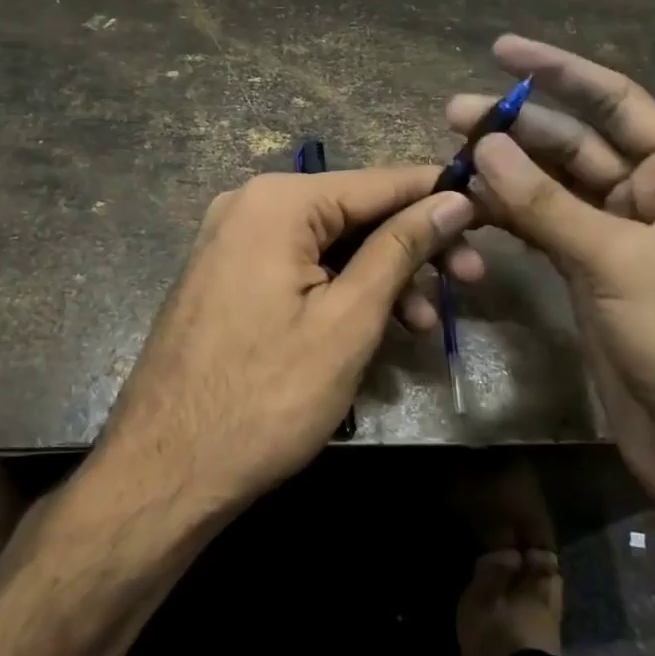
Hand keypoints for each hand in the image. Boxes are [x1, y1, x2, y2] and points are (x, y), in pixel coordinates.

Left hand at [97, 166, 476, 515]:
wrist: (163, 473)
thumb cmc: (265, 397)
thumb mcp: (349, 319)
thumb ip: (401, 248)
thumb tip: (453, 198)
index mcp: (278, 201)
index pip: (379, 182)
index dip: (438, 196)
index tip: (491, 211)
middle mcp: (250, 205)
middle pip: (355, 212)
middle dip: (414, 246)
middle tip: (471, 281)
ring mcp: (233, 240)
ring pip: (330, 244)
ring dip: (383, 277)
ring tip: (427, 324)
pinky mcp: (228, 276)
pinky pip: (300, 266)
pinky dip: (342, 290)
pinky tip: (378, 328)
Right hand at [448, 36, 654, 524]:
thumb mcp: (619, 262)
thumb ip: (547, 204)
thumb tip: (484, 147)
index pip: (614, 102)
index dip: (558, 71)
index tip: (501, 50)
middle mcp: (649, 194)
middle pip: (573, 144)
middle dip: (516, 126)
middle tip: (453, 114)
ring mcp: (616, 236)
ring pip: (552, 187)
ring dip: (505, 172)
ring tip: (450, 156)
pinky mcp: (589, 273)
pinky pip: (543, 228)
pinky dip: (509, 216)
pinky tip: (471, 204)